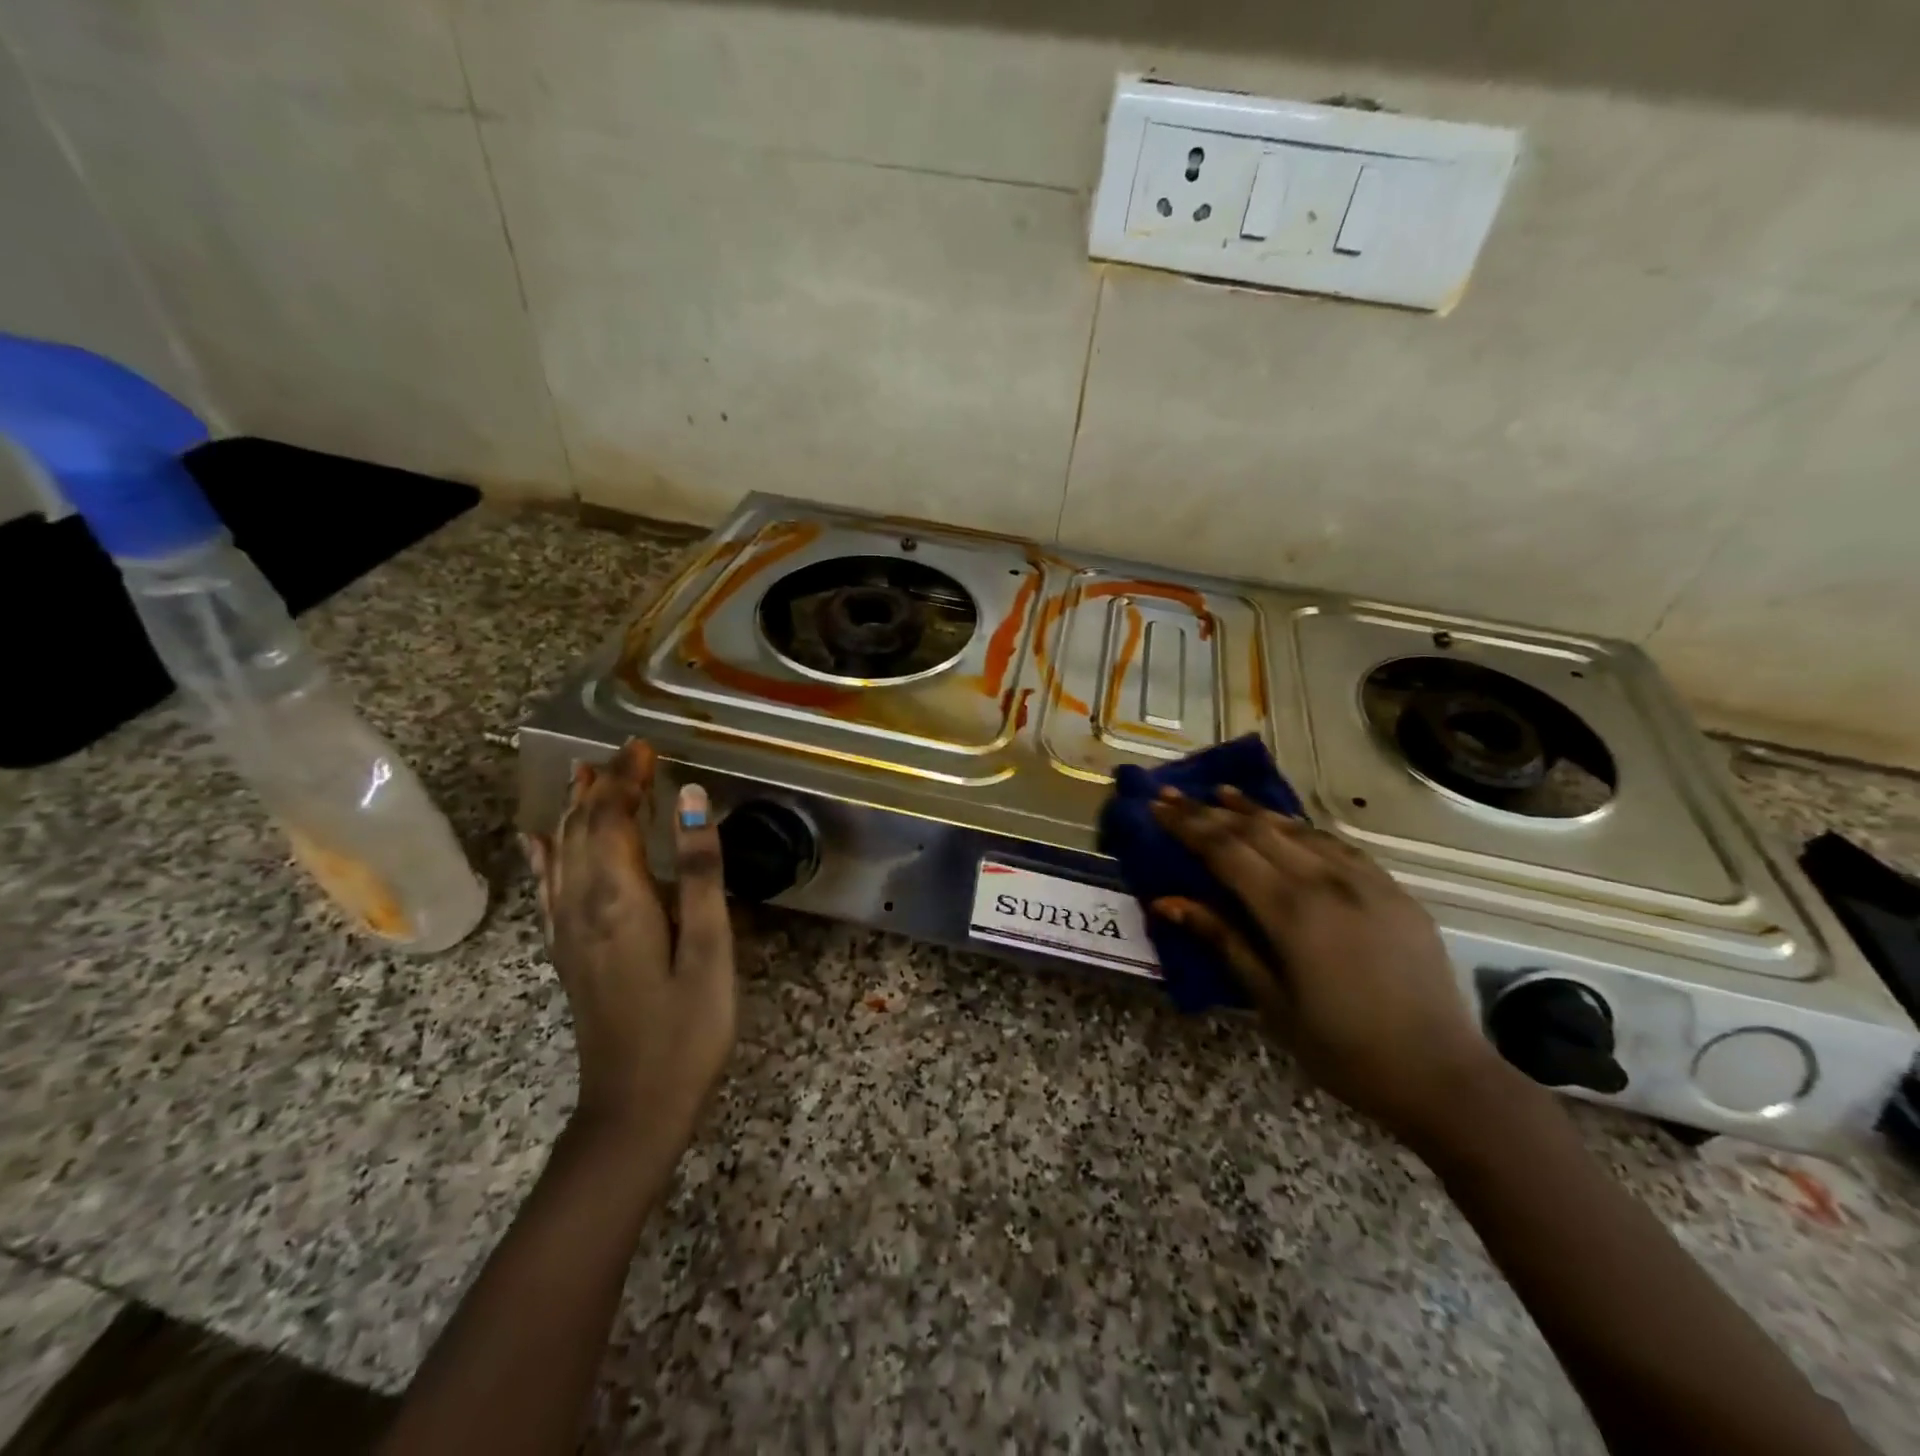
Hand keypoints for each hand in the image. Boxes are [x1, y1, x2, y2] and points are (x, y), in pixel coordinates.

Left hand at [524, 739, 735, 1148]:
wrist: (634, 1107)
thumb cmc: (687, 1028)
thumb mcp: (710, 948)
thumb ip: (703, 871)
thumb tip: (692, 798)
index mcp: (618, 899)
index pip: (612, 818)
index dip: (626, 779)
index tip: (644, 746)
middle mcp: (581, 905)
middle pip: (581, 829)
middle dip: (601, 785)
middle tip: (624, 752)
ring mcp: (568, 932)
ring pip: (560, 853)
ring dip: (572, 809)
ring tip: (581, 773)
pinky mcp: (568, 953)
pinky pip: (548, 889)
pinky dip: (543, 855)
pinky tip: (536, 841)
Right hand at [1150, 786, 1510, 1150]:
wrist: (1441, 1075)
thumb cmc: (1342, 1049)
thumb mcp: (1270, 1001)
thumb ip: (1222, 940)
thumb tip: (1166, 902)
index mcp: (1291, 911)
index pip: (1225, 850)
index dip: (1187, 826)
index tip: (1157, 807)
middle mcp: (1327, 881)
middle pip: (1257, 830)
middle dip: (1210, 809)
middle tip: (1175, 794)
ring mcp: (1365, 881)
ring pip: (1298, 829)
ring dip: (1255, 810)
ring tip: (1222, 793)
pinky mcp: (1393, 890)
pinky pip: (1337, 845)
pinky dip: (1301, 829)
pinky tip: (1287, 825)